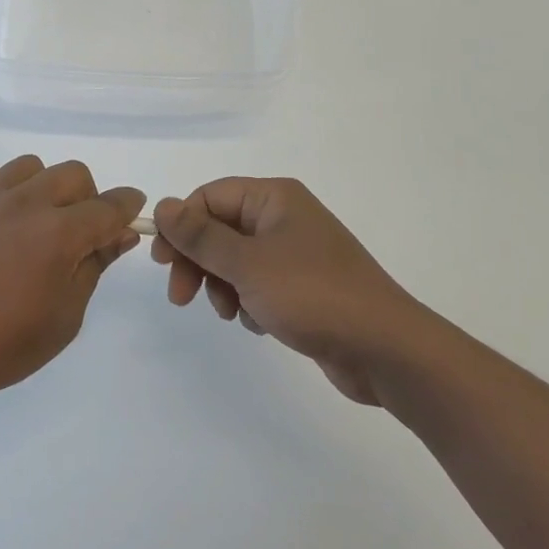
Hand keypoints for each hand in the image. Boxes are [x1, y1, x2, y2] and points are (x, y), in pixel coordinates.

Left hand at [0, 156, 144, 409]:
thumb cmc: (1, 344)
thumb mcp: (64, 317)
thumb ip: (94, 267)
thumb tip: (119, 234)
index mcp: (59, 234)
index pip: (109, 206)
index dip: (127, 205)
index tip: (131, 210)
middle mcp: (26, 202)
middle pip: (73, 174)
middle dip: (87, 197)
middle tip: (75, 231)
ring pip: (30, 167)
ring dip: (42, 188)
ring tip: (29, 223)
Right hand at [152, 178, 436, 405]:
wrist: (387, 350)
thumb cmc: (313, 295)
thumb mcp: (247, 264)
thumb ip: (200, 236)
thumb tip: (162, 205)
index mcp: (274, 198)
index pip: (209, 197)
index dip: (181, 226)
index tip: (162, 262)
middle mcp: (283, 217)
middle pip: (219, 228)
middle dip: (198, 261)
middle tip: (181, 296)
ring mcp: (295, 252)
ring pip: (235, 259)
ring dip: (222, 285)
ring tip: (231, 313)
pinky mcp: (303, 286)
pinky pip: (257, 283)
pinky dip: (248, 300)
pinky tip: (258, 323)